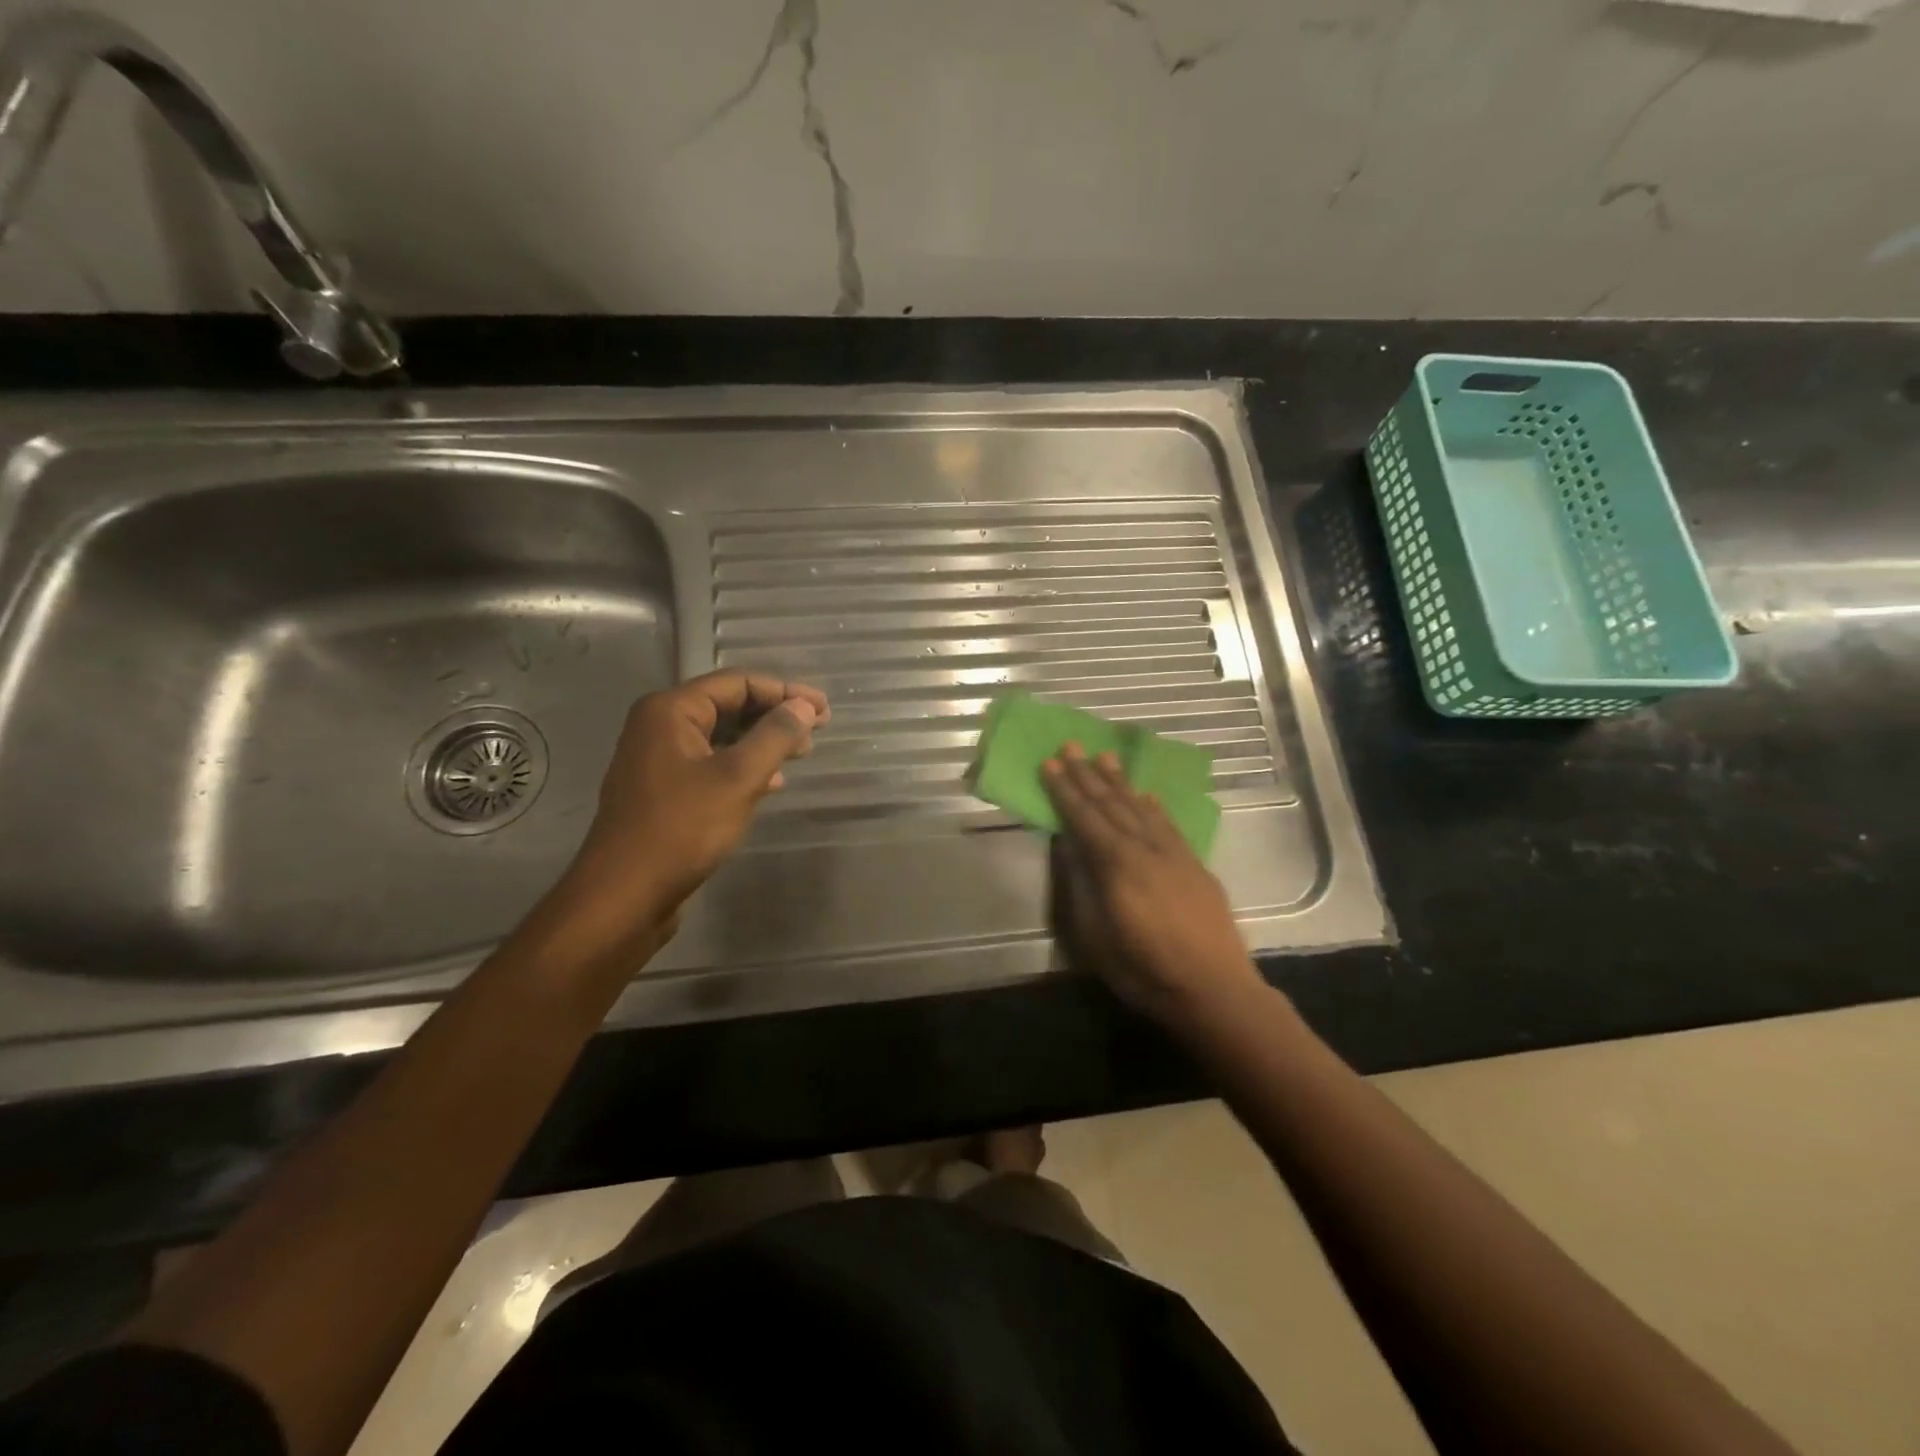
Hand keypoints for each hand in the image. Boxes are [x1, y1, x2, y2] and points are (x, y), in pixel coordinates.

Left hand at [539, 671, 827, 957]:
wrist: (625, 895)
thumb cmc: (682, 828)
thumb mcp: (738, 778)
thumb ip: (775, 736)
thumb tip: (804, 707)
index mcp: (671, 710)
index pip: (738, 682)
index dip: (785, 691)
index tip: (824, 709)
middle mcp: (659, 726)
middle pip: (728, 705)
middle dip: (775, 715)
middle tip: (818, 730)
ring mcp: (658, 760)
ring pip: (721, 737)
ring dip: (762, 741)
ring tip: (801, 753)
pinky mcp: (663, 792)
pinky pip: (711, 764)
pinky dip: (743, 766)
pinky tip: (770, 783)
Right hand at [1043, 743, 1261, 1023]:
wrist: (1214, 989)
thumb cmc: (1144, 970)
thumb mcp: (1094, 936)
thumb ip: (1079, 886)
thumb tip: (1067, 845)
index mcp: (1116, 865)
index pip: (1084, 818)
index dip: (1064, 790)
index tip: (1049, 763)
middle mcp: (1145, 848)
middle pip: (1111, 804)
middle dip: (1088, 774)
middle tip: (1072, 745)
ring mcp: (1174, 854)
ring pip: (1140, 808)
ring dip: (1120, 781)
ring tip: (1105, 757)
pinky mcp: (1194, 865)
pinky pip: (1168, 824)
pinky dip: (1153, 806)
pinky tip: (1146, 795)